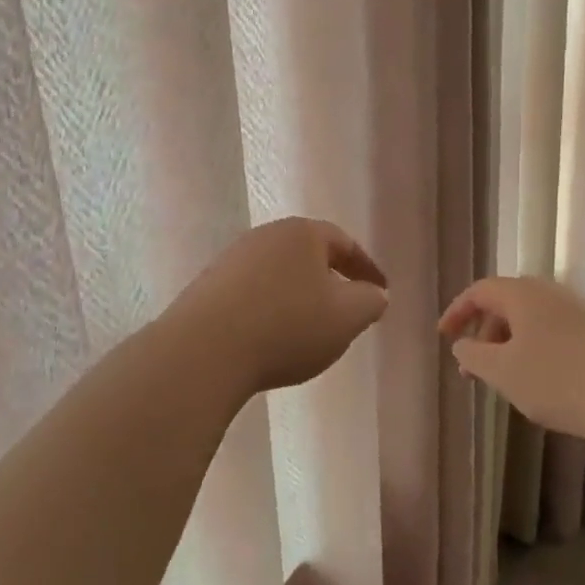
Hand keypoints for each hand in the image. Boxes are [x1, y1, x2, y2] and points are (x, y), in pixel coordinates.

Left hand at [162, 217, 389, 395]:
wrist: (204, 350)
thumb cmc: (287, 326)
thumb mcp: (347, 317)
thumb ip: (370, 301)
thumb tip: (374, 293)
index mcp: (302, 233)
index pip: (344, 243)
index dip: (366, 268)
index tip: (381, 292)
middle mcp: (265, 236)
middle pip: (307, 254)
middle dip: (330, 279)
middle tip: (346, 308)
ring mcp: (232, 260)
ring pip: (278, 274)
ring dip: (297, 296)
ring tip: (309, 328)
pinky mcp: (208, 287)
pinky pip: (252, 294)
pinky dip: (270, 309)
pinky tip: (270, 337)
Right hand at [439, 276, 584, 445]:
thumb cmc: (559, 382)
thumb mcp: (503, 372)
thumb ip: (473, 355)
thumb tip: (462, 343)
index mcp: (524, 293)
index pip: (480, 291)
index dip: (457, 312)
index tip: (444, 336)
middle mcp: (553, 292)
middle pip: (507, 302)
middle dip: (484, 332)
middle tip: (473, 365)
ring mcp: (582, 309)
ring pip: (533, 319)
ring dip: (511, 342)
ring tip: (505, 377)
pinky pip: (556, 330)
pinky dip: (537, 348)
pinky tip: (543, 379)